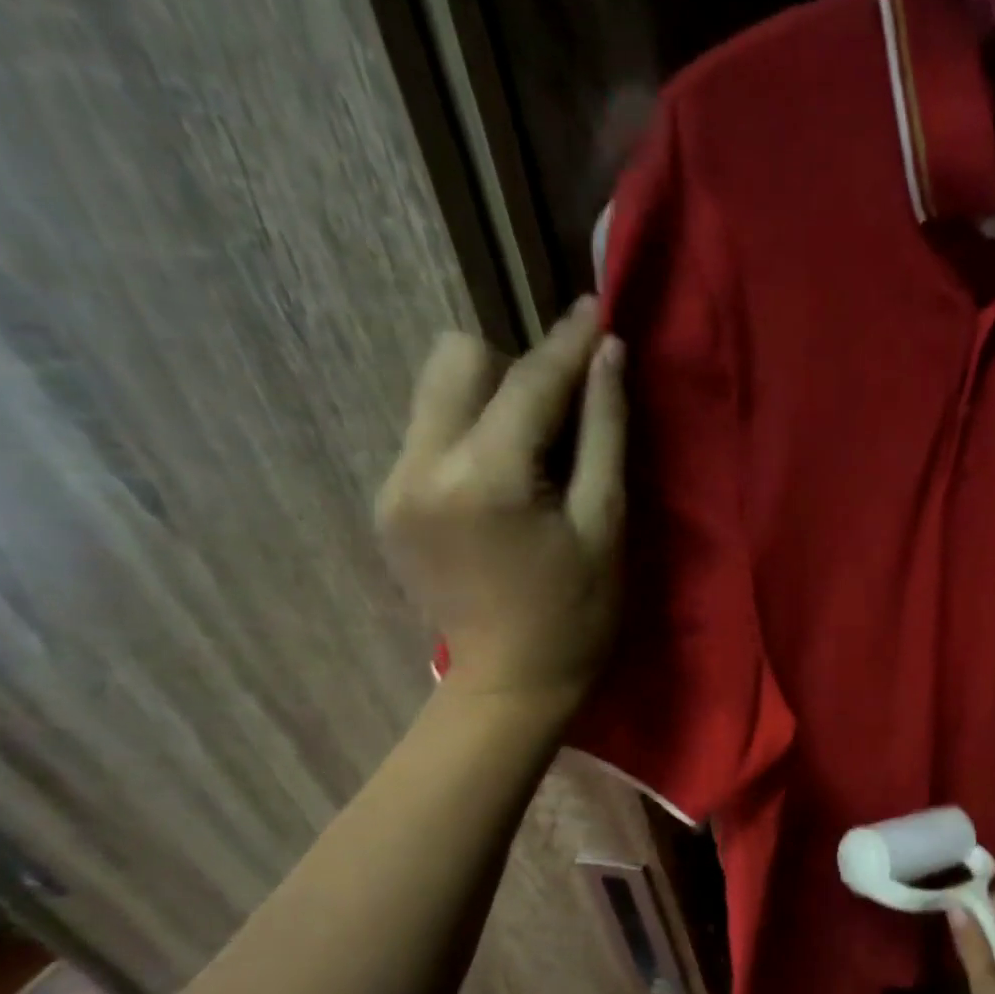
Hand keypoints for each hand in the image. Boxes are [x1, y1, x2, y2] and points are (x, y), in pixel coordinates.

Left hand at [377, 299, 625, 711]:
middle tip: (560, 416)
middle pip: (457, 358)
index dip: (566, 343)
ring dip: (490, 401)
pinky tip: (502, 486)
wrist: (512, 683)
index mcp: (485, 478)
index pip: (528, 380)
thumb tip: (607, 356)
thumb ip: (605, 435)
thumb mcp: (606, 526)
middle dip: (513, 369)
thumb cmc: (578, 614)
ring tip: (532, 455)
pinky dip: (469, 437)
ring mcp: (393, 484)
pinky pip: (428, 434)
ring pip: (436, 392)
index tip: (594, 310)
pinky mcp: (387, 503)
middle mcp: (421, 467)